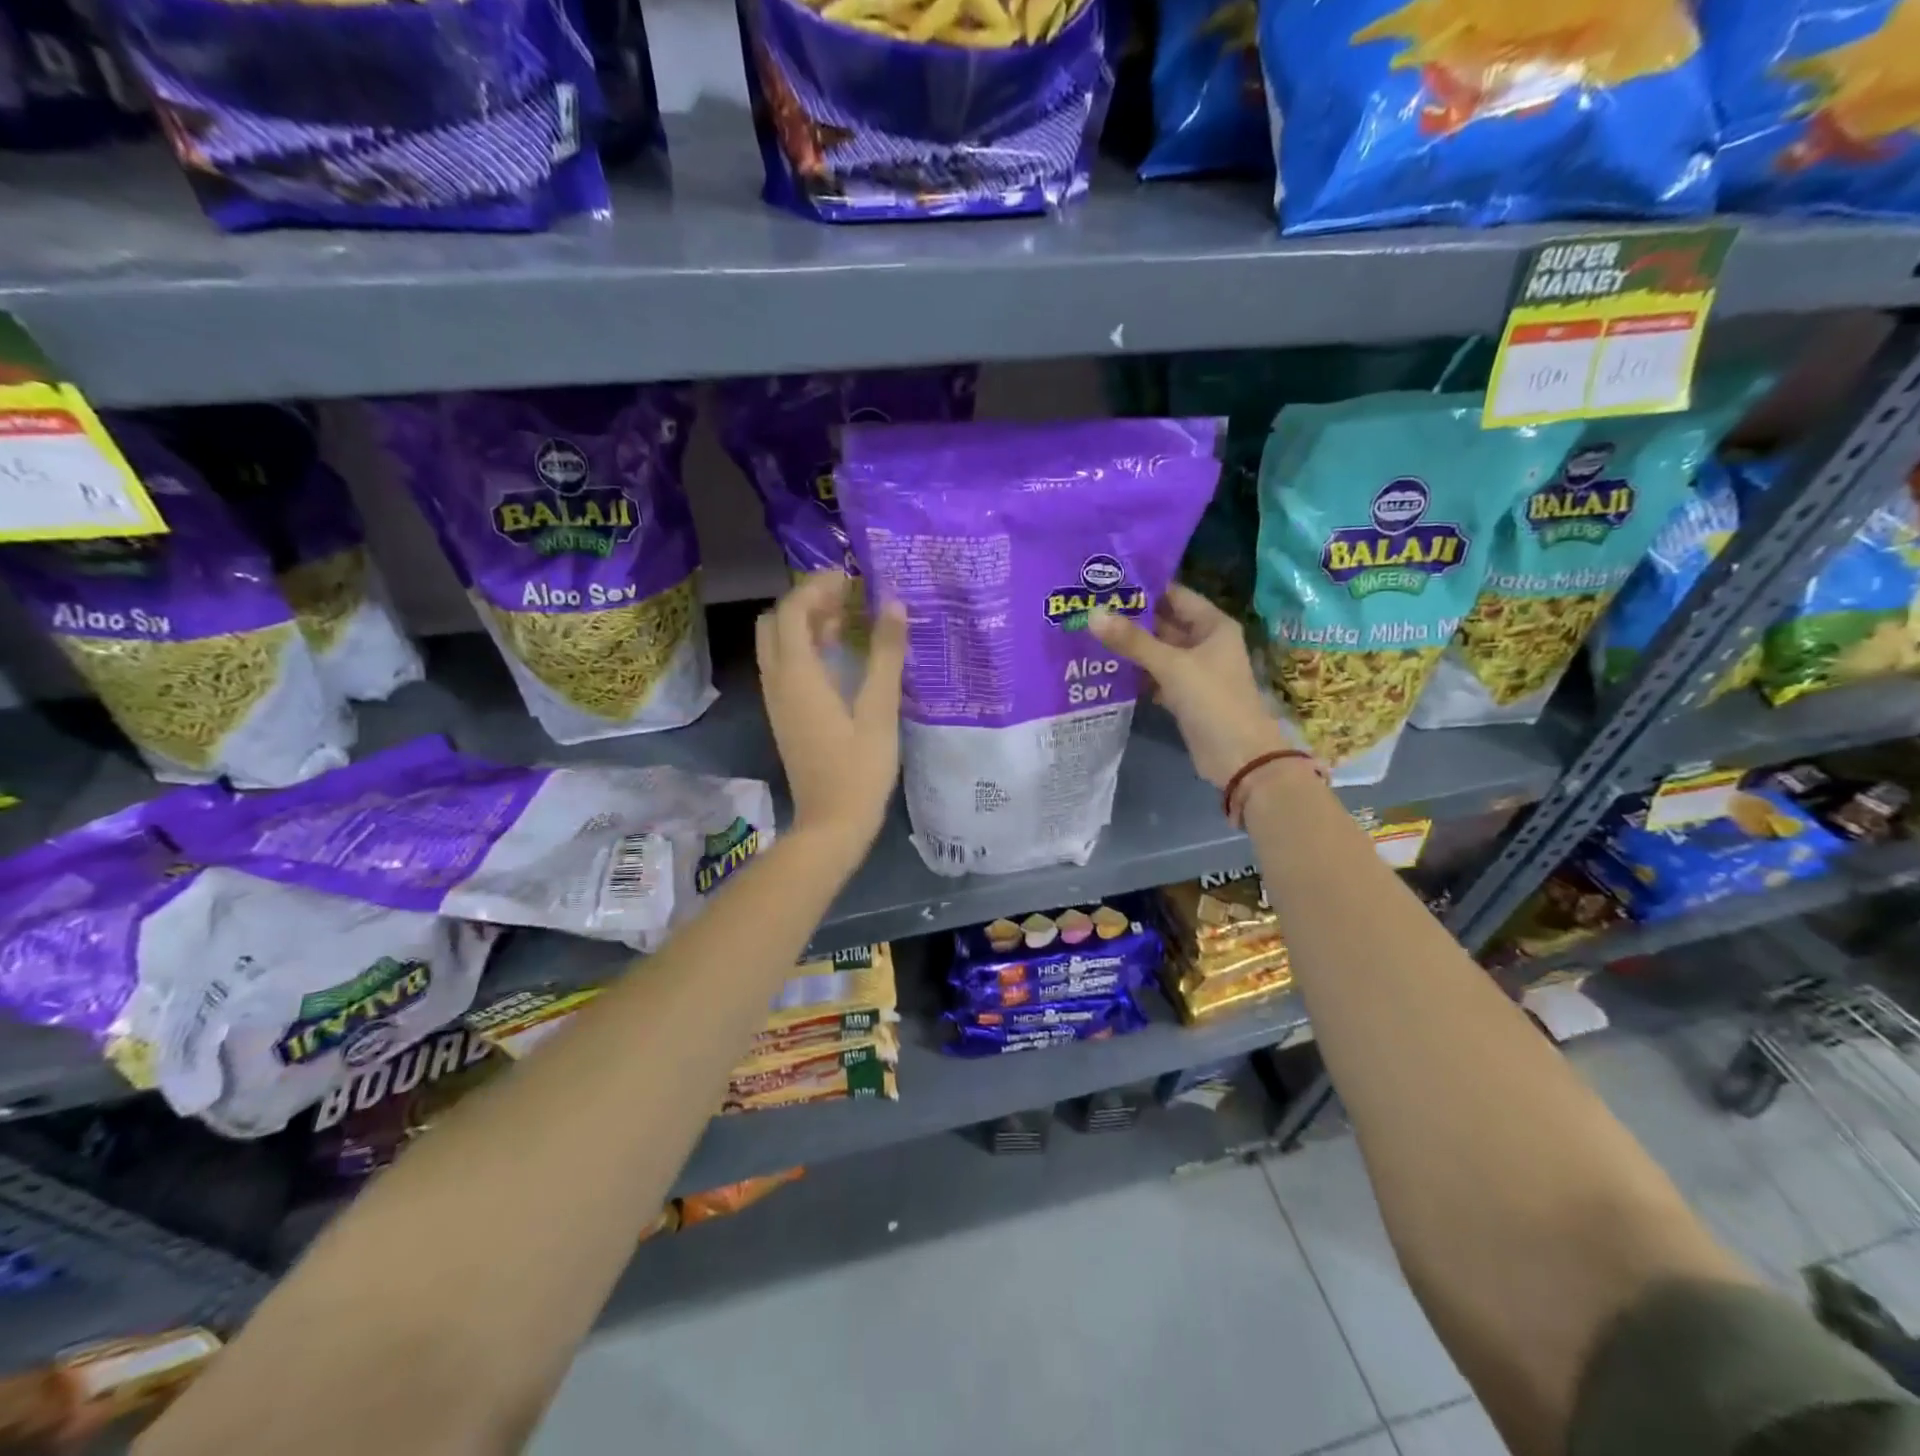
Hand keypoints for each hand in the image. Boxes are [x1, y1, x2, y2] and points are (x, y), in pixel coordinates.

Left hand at [757, 572, 906, 857]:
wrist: (831, 824)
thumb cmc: (859, 768)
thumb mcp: (879, 709)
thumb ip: (885, 654)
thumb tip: (892, 603)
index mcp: (797, 674)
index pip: (793, 609)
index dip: (818, 586)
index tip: (851, 579)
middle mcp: (777, 681)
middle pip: (776, 621)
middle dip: (806, 601)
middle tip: (846, 599)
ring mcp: (776, 700)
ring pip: (777, 644)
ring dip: (805, 624)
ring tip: (846, 621)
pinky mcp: (783, 715)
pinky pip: (784, 665)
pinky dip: (804, 648)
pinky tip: (837, 657)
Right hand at [1090, 583, 1294, 789]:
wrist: (1238, 756)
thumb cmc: (1212, 699)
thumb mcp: (1172, 665)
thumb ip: (1132, 641)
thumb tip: (1093, 614)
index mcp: (1213, 625)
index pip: (1175, 595)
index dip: (1144, 588)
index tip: (1106, 582)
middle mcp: (1205, 643)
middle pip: (1163, 623)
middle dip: (1130, 618)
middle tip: (1089, 607)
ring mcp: (1194, 671)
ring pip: (1156, 651)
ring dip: (1129, 647)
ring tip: (1089, 634)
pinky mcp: (1183, 696)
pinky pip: (1155, 676)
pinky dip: (1135, 673)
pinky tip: (1105, 668)